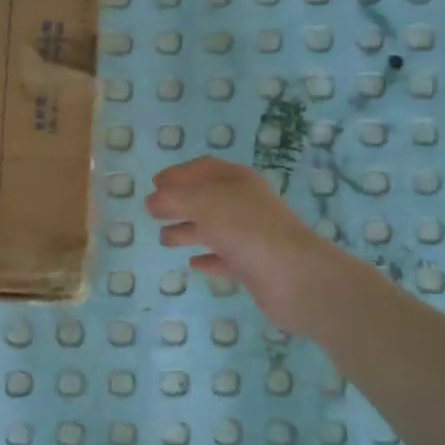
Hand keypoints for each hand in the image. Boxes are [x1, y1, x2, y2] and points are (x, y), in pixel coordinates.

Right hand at [146, 157, 345, 336]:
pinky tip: (193, 265)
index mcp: (237, 181)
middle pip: (207, 198)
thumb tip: (152, 201)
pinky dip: (208, 259)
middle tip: (153, 212)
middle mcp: (245, 204)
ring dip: (188, 231)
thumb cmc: (246, 229)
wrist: (293, 276)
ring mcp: (250, 236)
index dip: (178, 174)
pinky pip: (225, 258)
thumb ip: (173, 199)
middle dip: (180, 203)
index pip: (204, 168)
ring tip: (165, 240)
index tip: (155, 183)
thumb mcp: (203, 204)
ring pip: (214, 229)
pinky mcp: (253, 266)